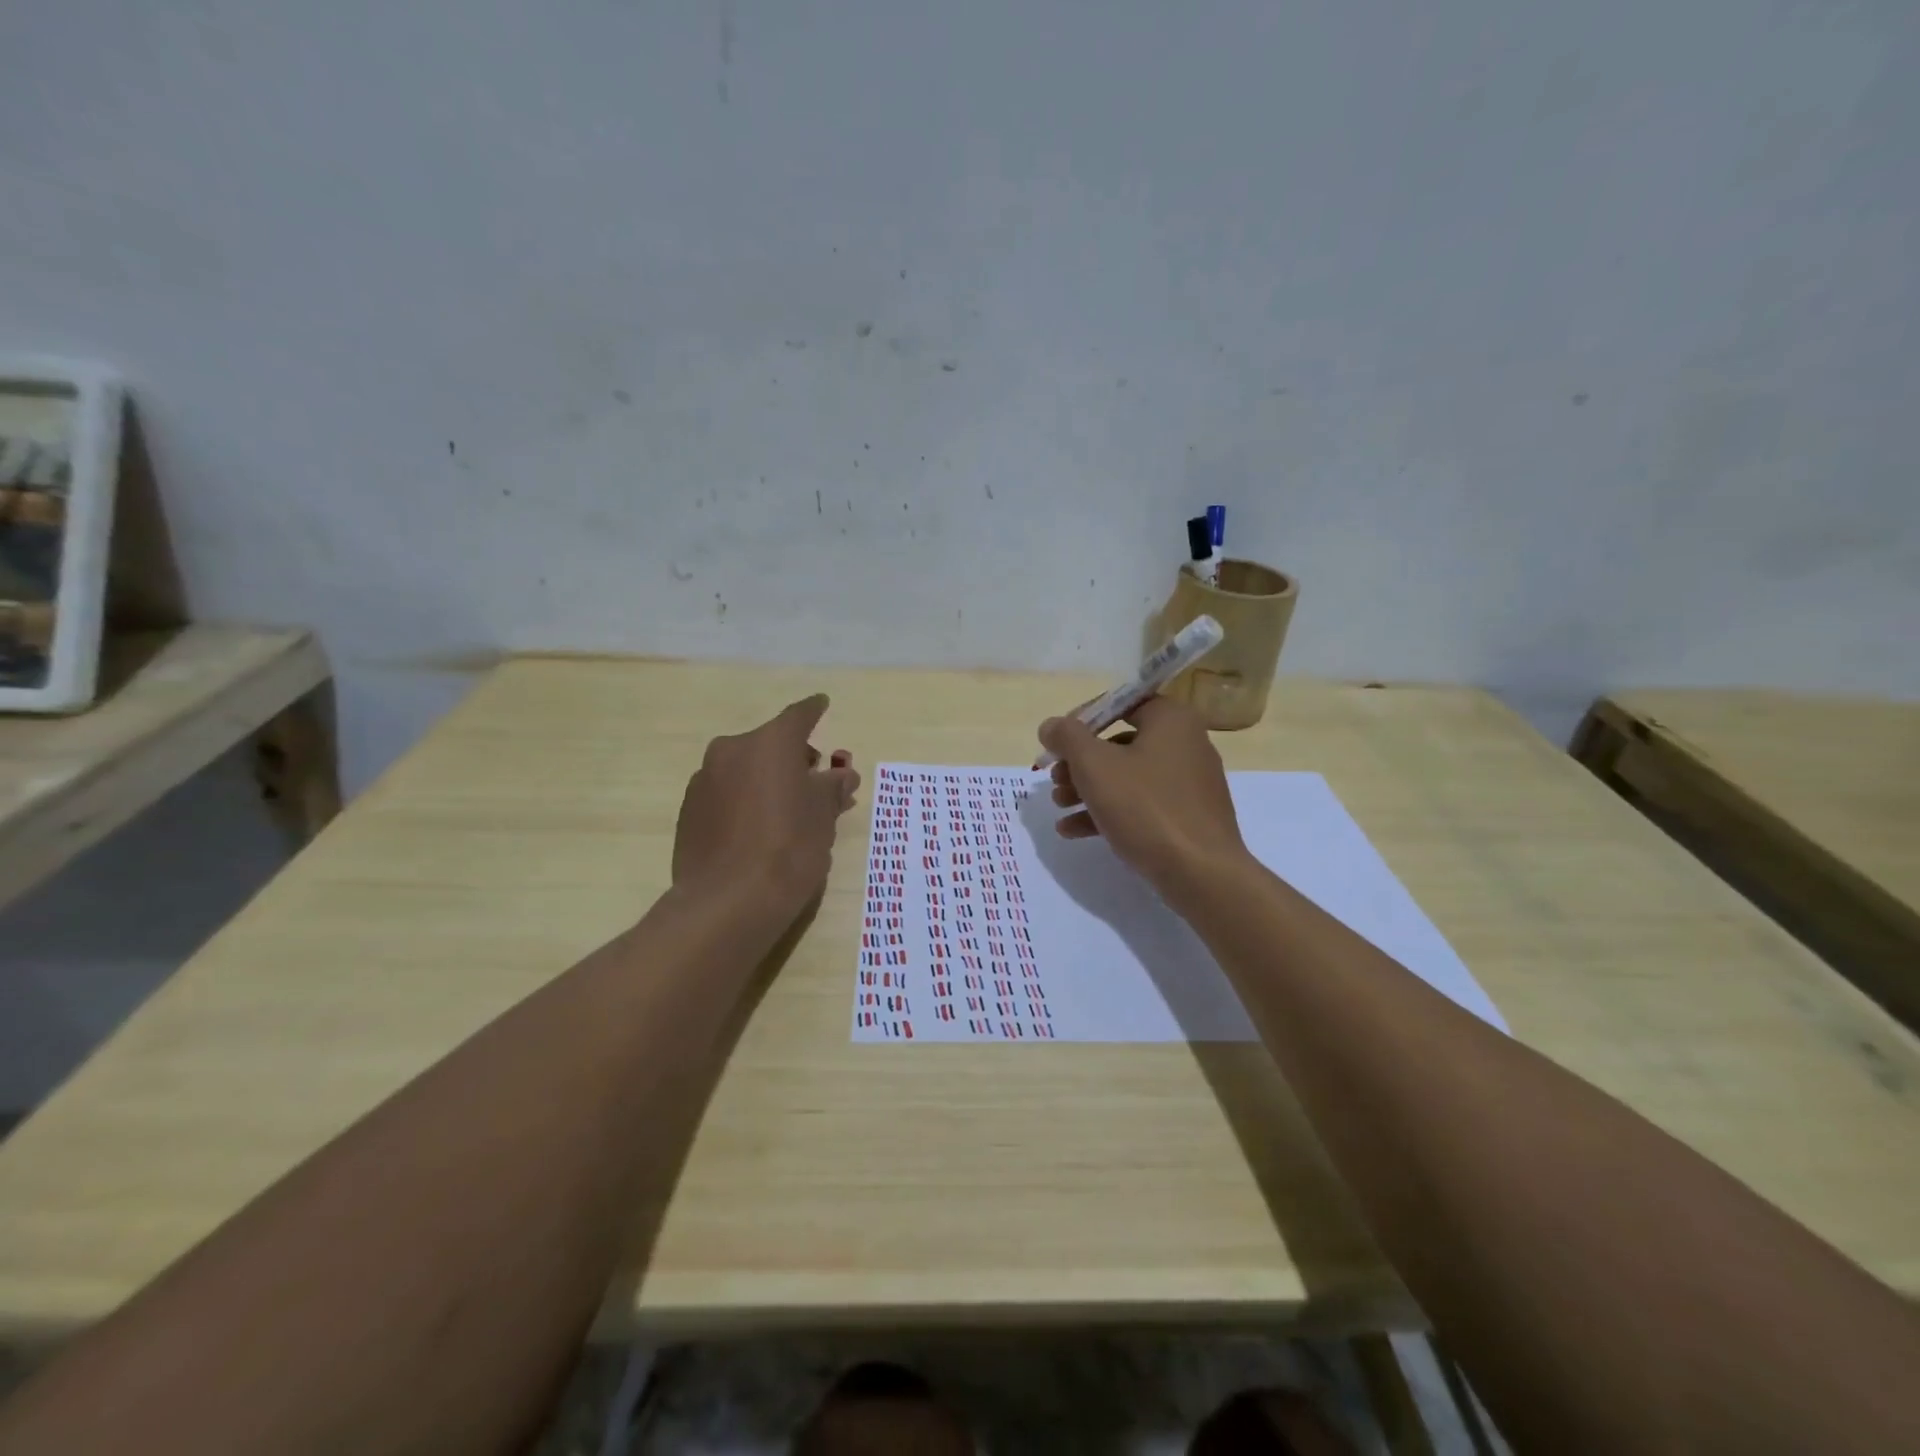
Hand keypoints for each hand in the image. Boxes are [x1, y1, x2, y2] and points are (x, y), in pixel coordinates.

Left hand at [673, 695, 860, 921]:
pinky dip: (744, 800)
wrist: (728, 902)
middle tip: (816, 781)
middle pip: (770, 744)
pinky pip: (725, 793)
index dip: (814, 711)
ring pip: (745, 769)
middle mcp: (732, 750)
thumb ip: (832, 787)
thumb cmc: (790, 848)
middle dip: (794, 757)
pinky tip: (757, 829)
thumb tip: (841, 775)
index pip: (799, 715)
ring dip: (767, 779)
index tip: (822, 704)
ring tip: (787, 809)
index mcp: (770, 743)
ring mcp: (704, 780)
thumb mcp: (824, 816)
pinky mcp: (689, 811)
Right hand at [1036, 696, 1248, 900]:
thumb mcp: (1094, 765)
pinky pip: (1140, 804)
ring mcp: (1188, 783)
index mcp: (1171, 720)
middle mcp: (1185, 743)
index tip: (1056, 742)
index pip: (1119, 703)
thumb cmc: (1146, 807)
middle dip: (1079, 762)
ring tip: (1059, 806)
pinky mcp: (1186, 816)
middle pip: (1119, 743)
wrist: (1201, 873)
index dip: (1081, 719)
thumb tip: (1051, 725)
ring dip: (1087, 789)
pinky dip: (1108, 811)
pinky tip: (1073, 830)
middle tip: (1054, 779)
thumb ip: (1067, 737)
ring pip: (1127, 777)